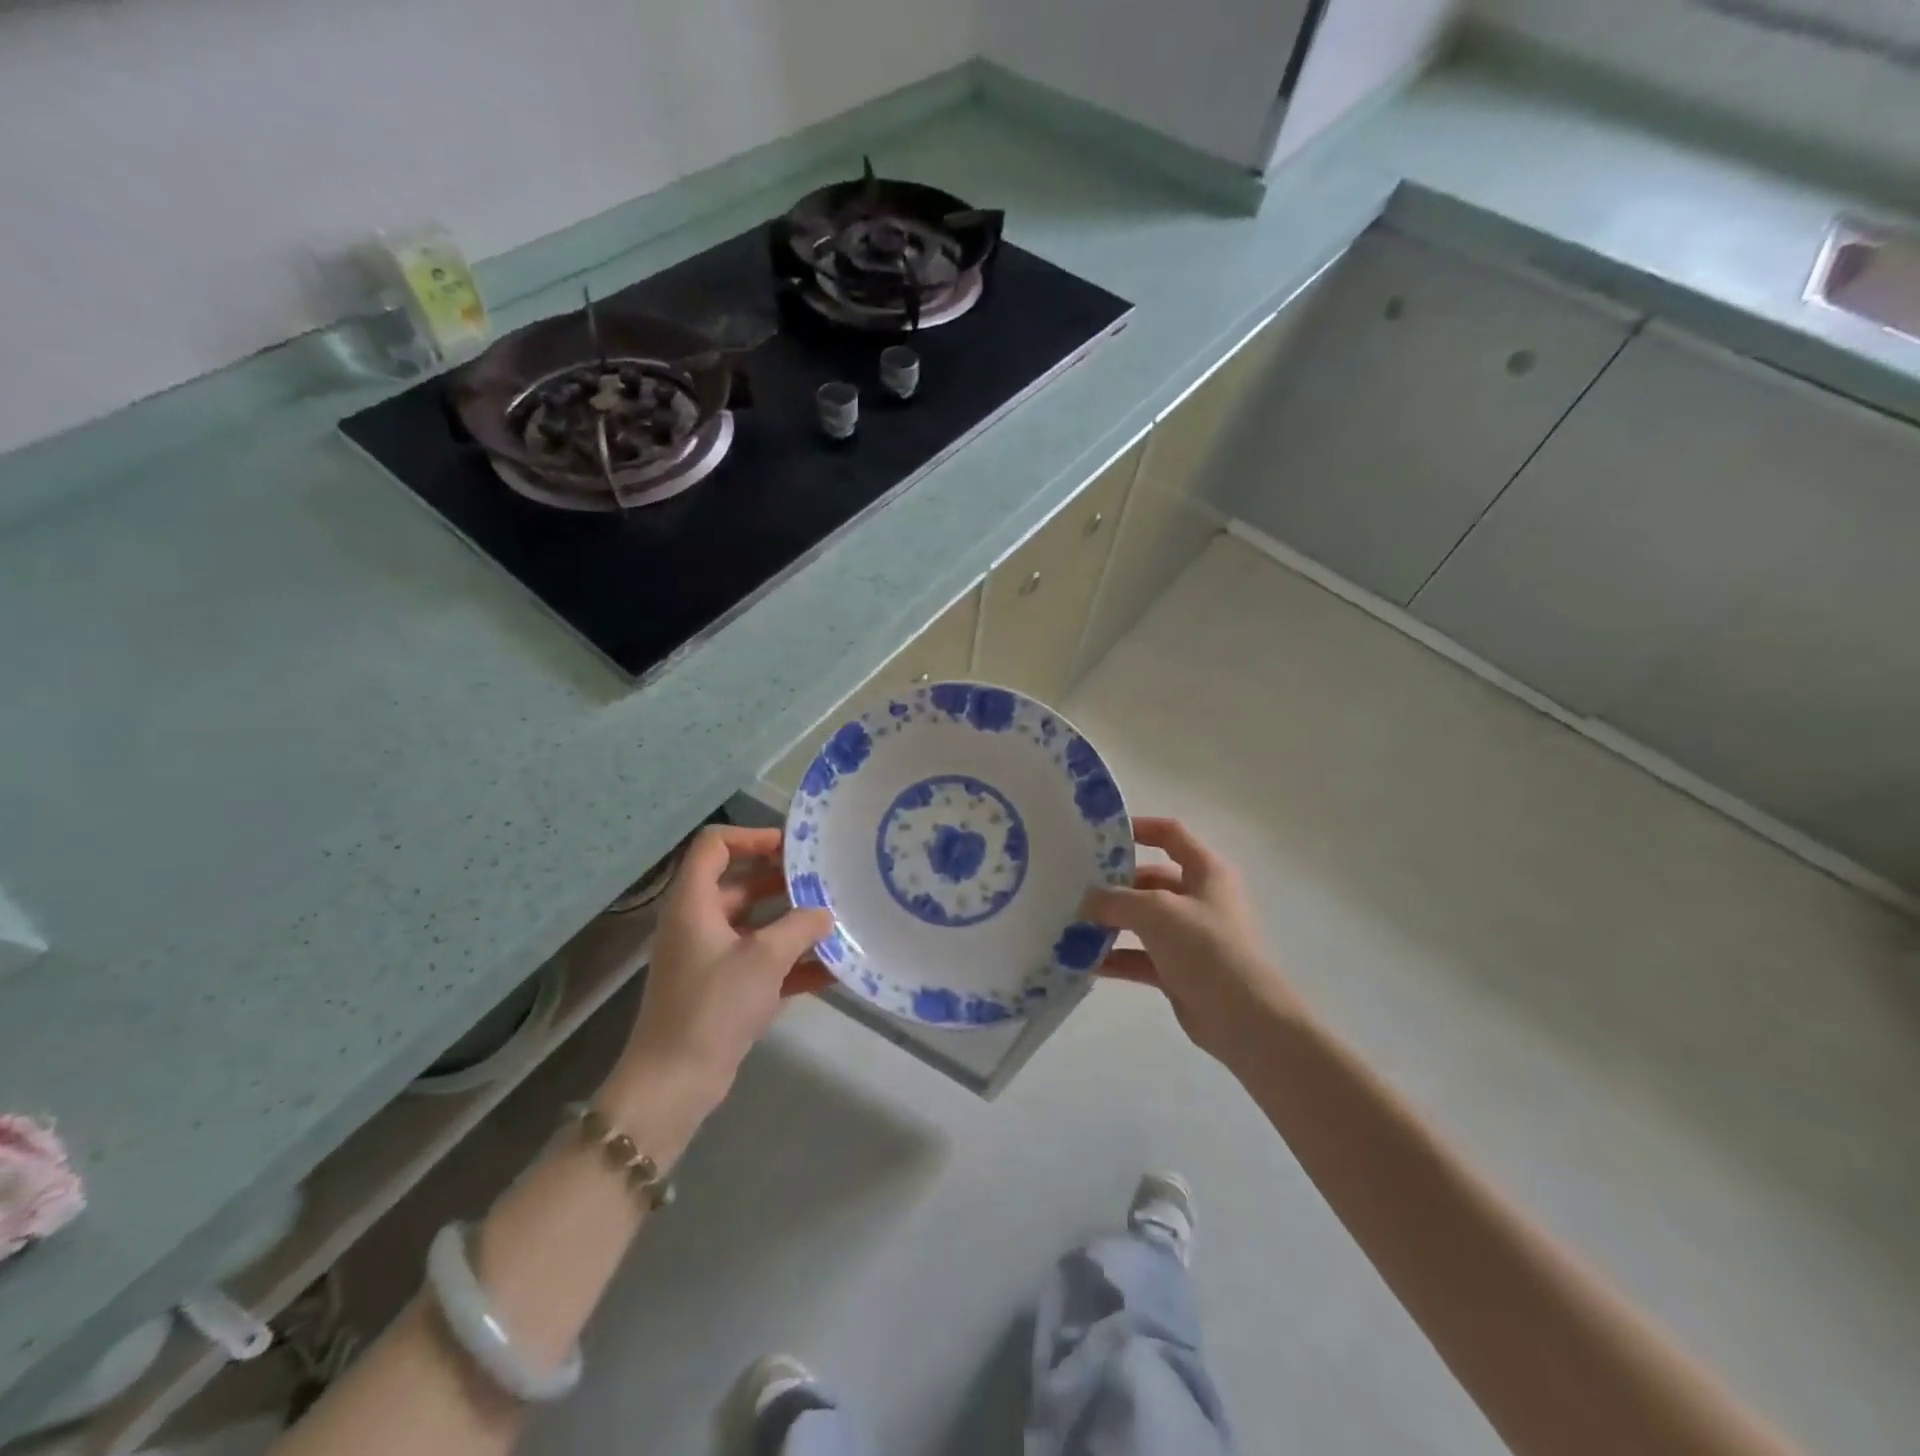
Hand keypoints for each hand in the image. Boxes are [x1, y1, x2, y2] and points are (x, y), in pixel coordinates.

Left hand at [609, 826, 833, 1126]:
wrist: (674, 1083)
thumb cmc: (712, 1006)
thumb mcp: (763, 959)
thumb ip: (800, 927)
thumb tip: (825, 914)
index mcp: (694, 903)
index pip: (715, 846)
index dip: (751, 837)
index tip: (791, 849)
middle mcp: (699, 923)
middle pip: (741, 884)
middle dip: (783, 882)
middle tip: (825, 884)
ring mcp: (710, 958)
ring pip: (755, 925)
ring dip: (792, 923)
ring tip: (835, 922)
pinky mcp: (723, 990)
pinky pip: (761, 963)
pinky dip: (791, 963)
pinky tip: (831, 970)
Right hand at [1083, 817, 1303, 1066]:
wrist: (1244, 1018)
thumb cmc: (1205, 947)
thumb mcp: (1155, 911)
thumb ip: (1115, 900)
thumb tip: (1086, 901)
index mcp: (1206, 871)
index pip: (1171, 834)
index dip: (1139, 828)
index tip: (1100, 836)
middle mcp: (1200, 898)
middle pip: (1150, 880)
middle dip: (1114, 885)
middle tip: (1075, 888)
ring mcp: (1190, 936)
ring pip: (1143, 921)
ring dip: (1110, 923)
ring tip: (1072, 925)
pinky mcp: (1180, 970)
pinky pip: (1141, 957)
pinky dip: (1116, 957)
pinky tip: (1084, 961)